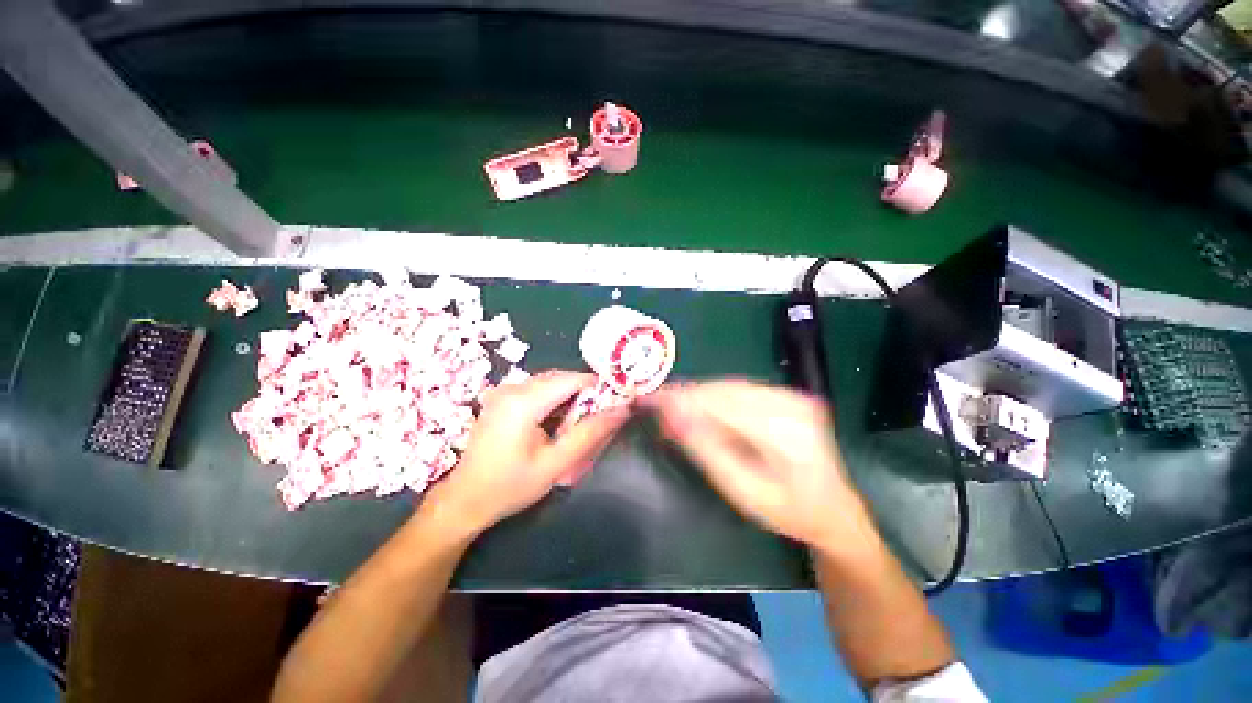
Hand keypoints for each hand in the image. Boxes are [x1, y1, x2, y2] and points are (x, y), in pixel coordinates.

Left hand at [425, 371, 630, 536]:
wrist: (464, 501)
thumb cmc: (510, 486)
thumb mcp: (555, 464)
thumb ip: (590, 434)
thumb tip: (621, 411)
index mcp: (524, 401)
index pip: (572, 379)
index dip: (597, 388)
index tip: (613, 404)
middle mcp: (513, 388)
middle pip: (561, 378)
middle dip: (583, 395)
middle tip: (595, 420)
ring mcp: (504, 391)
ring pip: (550, 383)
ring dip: (569, 399)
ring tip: (575, 426)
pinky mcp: (502, 399)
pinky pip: (537, 390)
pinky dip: (554, 401)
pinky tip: (554, 425)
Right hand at [647, 380, 876, 554]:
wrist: (834, 509)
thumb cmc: (788, 512)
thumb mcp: (742, 491)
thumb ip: (706, 450)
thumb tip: (672, 416)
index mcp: (783, 431)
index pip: (720, 403)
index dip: (682, 398)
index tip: (650, 398)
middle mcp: (790, 403)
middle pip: (724, 389)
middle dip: (687, 395)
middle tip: (657, 405)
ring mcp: (792, 395)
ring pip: (730, 386)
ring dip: (699, 395)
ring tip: (673, 408)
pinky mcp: (788, 395)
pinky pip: (741, 389)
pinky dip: (716, 397)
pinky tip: (701, 407)